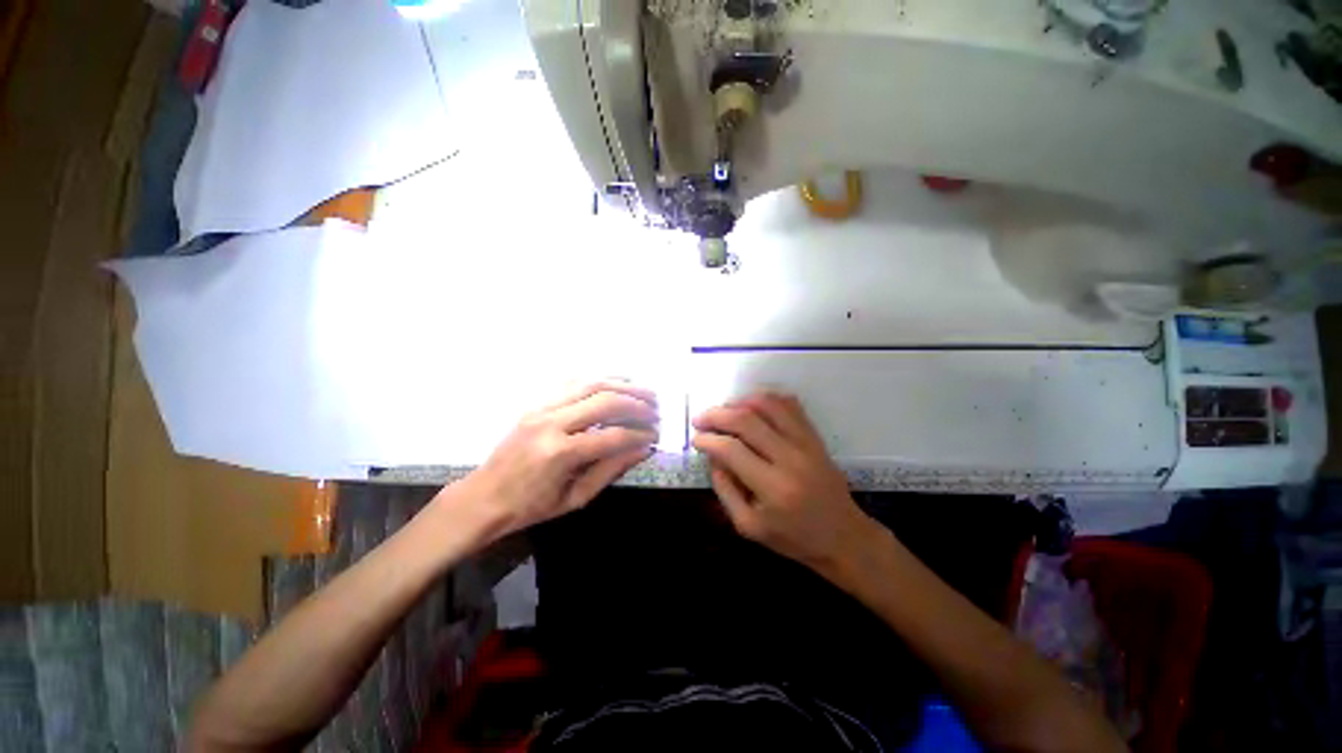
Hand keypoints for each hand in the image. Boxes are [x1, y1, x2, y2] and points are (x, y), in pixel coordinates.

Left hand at [450, 381, 658, 537]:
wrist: (484, 497)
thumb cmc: (530, 507)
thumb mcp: (576, 498)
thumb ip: (611, 469)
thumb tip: (643, 448)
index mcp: (560, 454)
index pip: (612, 436)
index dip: (640, 434)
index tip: (656, 435)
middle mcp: (552, 423)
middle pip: (605, 401)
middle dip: (637, 403)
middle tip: (656, 410)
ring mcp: (542, 408)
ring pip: (591, 384)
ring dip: (623, 385)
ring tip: (645, 391)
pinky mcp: (537, 403)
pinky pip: (574, 383)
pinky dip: (600, 380)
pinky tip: (617, 383)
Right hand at [692, 392, 879, 570]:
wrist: (843, 536)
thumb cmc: (793, 538)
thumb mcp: (748, 527)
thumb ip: (725, 490)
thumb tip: (713, 456)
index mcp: (773, 488)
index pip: (732, 450)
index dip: (708, 440)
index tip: (696, 439)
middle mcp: (790, 459)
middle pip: (747, 420)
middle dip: (717, 415)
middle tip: (700, 419)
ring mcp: (806, 443)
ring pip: (768, 405)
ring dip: (739, 402)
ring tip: (724, 411)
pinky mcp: (815, 437)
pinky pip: (789, 405)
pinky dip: (766, 399)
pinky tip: (751, 407)